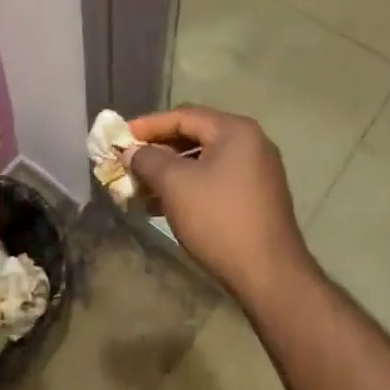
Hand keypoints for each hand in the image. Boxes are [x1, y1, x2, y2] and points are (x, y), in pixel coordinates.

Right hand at [127, 105, 313, 303]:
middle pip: (194, 135)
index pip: (183, 115)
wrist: (269, 274)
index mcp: (235, 130)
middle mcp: (250, 142)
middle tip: (128, 162)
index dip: (148, 125)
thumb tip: (131, 151)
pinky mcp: (256, 195)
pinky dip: (189, 186)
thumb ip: (148, 160)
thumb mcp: (175, 185)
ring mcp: (256, 170)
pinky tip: (163, 205)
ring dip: (170, 171)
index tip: (119, 137)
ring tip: (139, 188)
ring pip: (203, 160)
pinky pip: (215, 179)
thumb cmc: (219, 219)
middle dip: (158, 150)